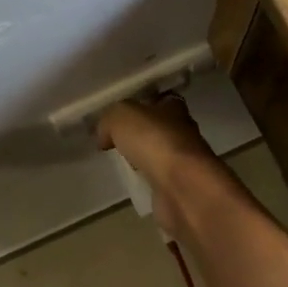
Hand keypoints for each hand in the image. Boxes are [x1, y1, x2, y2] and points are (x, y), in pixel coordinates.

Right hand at [95, 96, 217, 239]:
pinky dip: (146, 181)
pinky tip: (131, 183)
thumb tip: (104, 136)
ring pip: (158, 155)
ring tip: (119, 162)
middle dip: (140, 133)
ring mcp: (183, 161)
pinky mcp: (179, 187)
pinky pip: (157, 180)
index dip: (142, 103)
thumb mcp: (120, 116)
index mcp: (174, 107)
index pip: (160, 99)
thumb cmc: (154, 141)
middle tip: (115, 140)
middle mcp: (183, 132)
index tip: (122, 114)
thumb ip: (109, 120)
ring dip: (143, 158)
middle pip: (159, 128)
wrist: (181, 186)